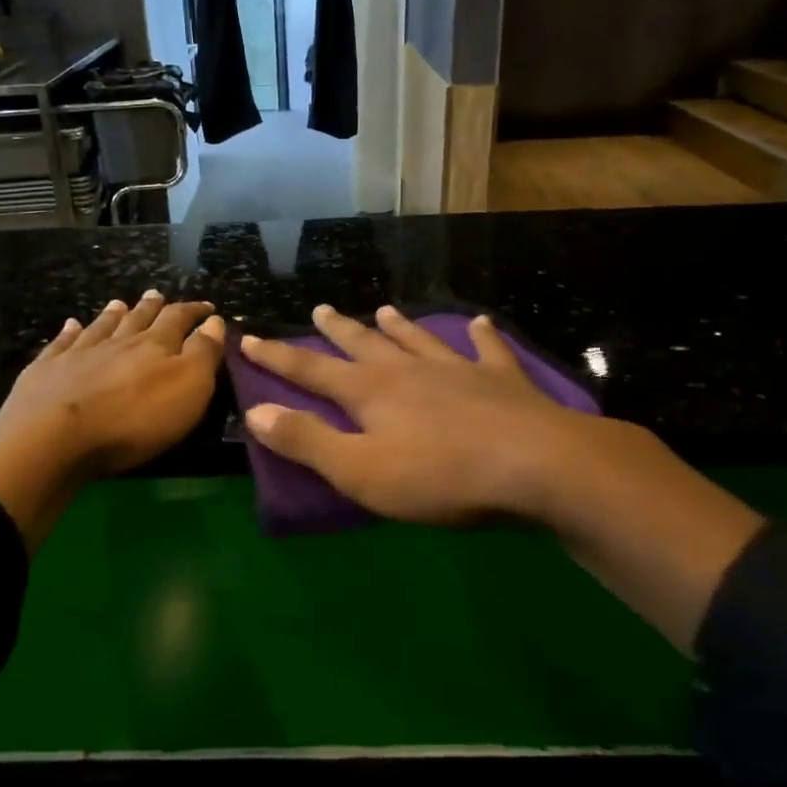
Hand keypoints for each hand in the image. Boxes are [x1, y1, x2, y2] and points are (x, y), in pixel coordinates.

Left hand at [0, 292, 225, 549]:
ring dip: (113, 314)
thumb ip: (203, 353)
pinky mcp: (47, 370)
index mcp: (155, 345)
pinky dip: (69, 332)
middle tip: (158, 295)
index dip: (194, 311)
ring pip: (101, 326)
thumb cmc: (133, 419)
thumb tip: (214, 321)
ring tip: (119, 303)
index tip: (206, 308)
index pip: (179, 319)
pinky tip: (71, 325)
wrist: (54, 437)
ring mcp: (79, 353)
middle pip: (138, 318)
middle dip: (152, 307)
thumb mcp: (187, 389)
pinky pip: (62, 343)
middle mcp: (118, 341)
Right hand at [242, 304, 764, 651]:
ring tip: (384, 310)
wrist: (537, 467)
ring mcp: (458, 371)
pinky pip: (488, 351)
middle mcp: (409, 371)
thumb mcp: (360, 471)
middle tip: (321, 309)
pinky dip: (482, 337)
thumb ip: (307, 441)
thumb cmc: (440, 477)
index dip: (277, 358)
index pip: (311, 370)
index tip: (250, 338)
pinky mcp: (503, 382)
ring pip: (419, 341)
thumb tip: (257, 412)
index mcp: (371, 392)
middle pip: (364, 344)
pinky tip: (481, 324)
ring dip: (399, 327)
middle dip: (338, 330)